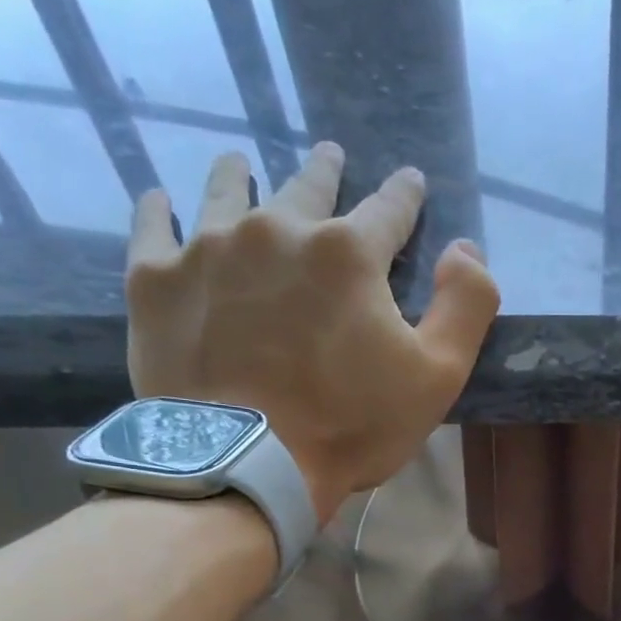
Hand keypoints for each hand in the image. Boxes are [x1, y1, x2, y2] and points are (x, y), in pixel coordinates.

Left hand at [125, 143, 499, 524]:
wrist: (245, 463)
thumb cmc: (351, 424)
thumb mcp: (438, 376)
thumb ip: (467, 305)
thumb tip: (466, 249)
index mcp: (349, 253)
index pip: (389, 207)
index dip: (405, 194)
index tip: (410, 181)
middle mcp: (278, 229)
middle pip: (307, 186)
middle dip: (325, 170)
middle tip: (329, 157)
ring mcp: (208, 248)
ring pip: (225, 190)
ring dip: (239, 174)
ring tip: (240, 163)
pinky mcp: (156, 278)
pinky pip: (153, 225)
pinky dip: (160, 209)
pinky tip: (161, 200)